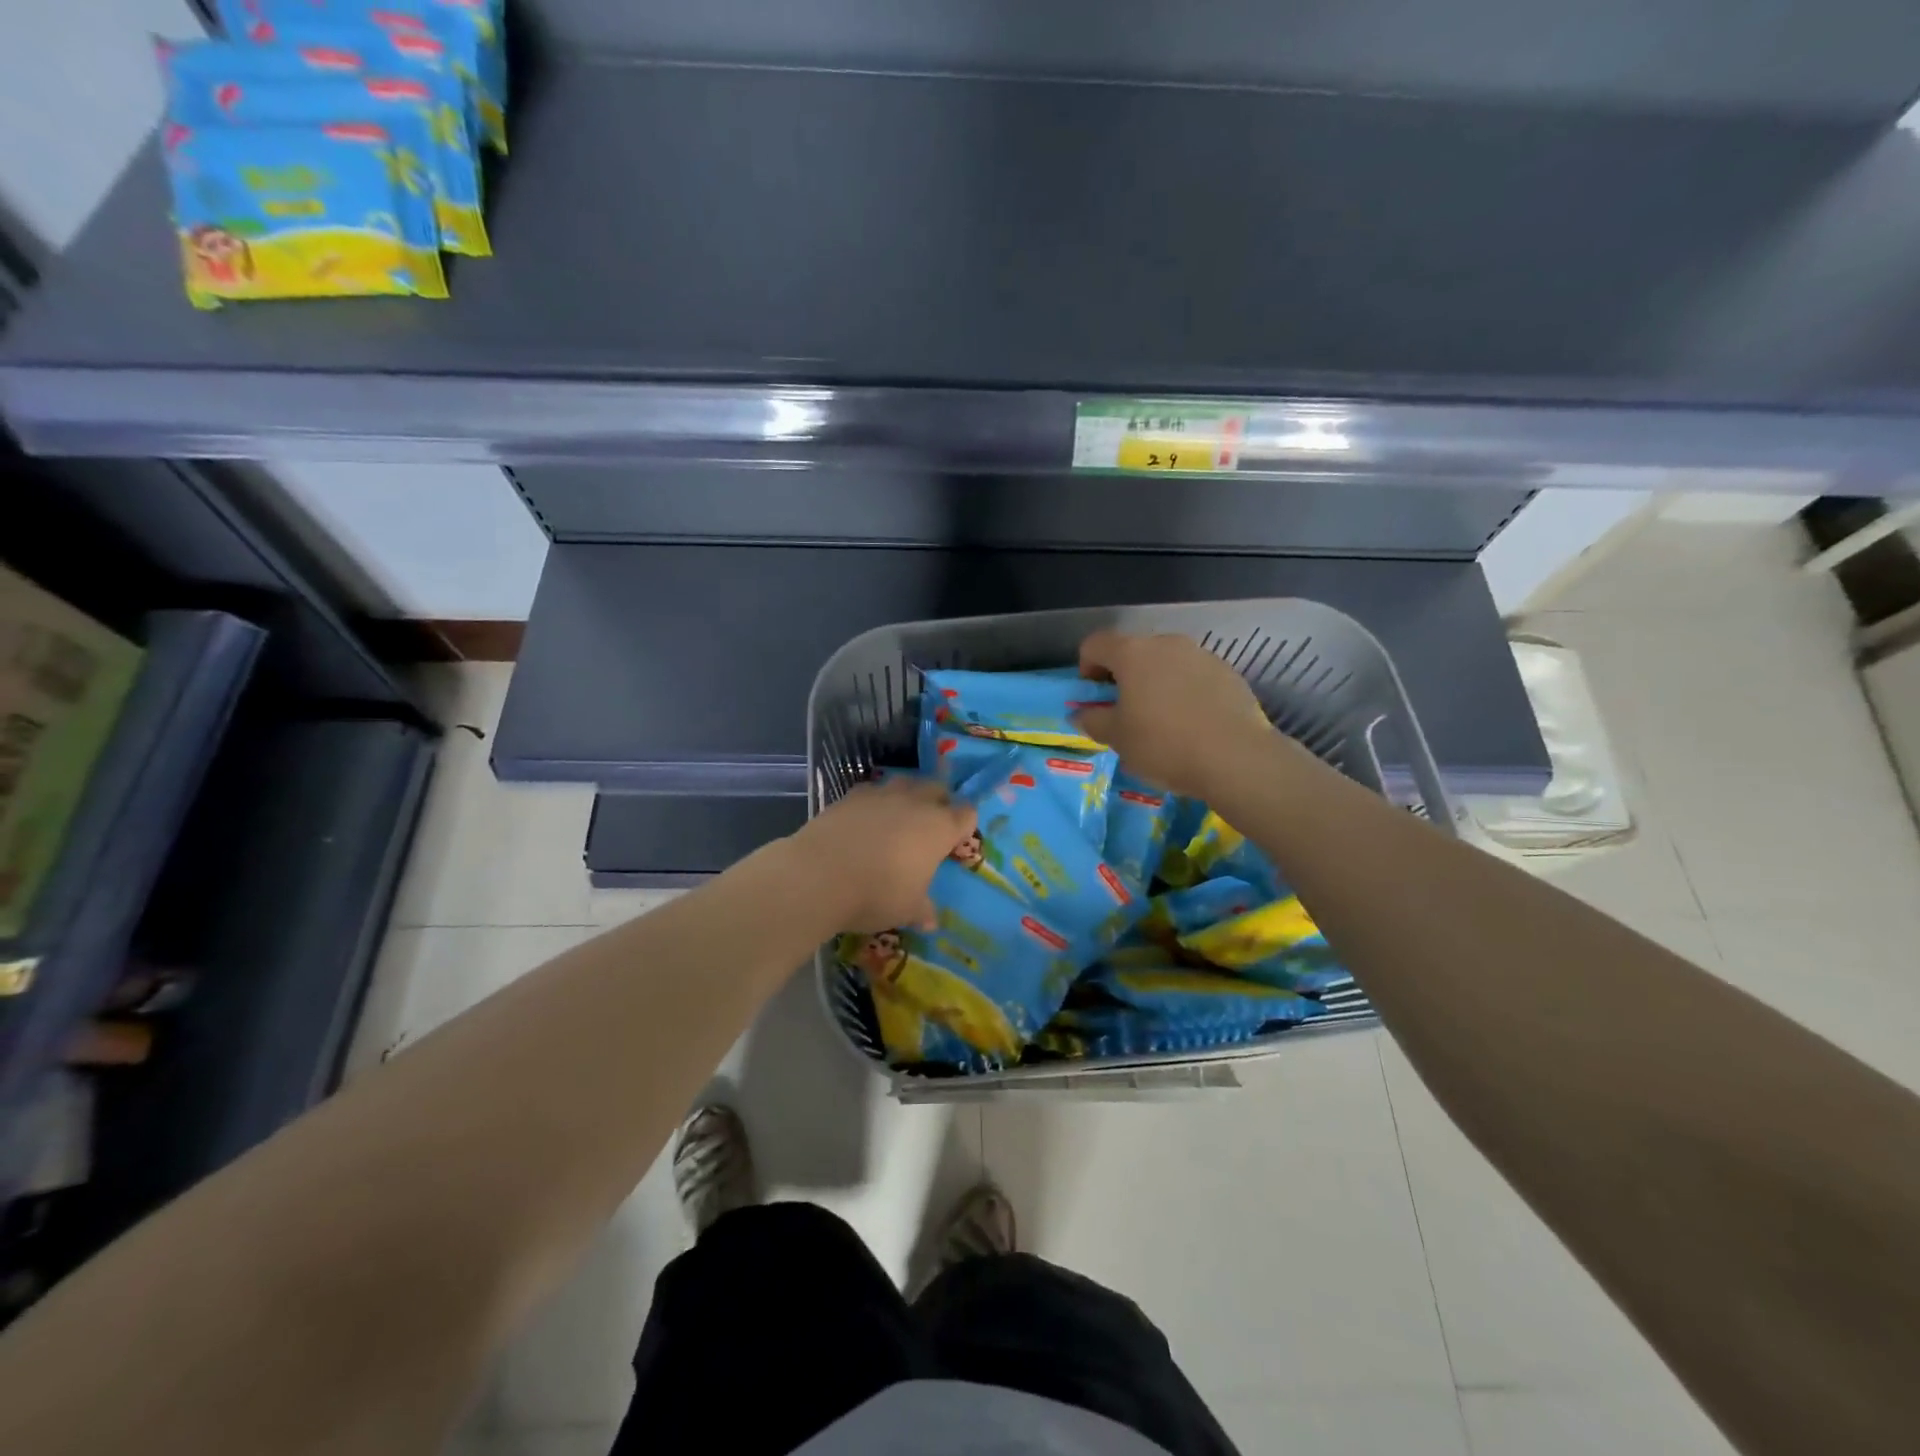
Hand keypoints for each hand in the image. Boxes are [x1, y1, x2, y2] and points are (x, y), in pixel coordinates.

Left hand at [791, 777, 976, 932]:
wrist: (819, 875)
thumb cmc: (877, 894)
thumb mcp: (906, 910)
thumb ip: (922, 910)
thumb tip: (930, 920)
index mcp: (939, 827)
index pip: (966, 814)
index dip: (964, 826)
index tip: (955, 843)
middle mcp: (915, 803)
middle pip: (937, 789)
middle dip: (939, 803)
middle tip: (930, 827)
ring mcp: (882, 794)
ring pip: (905, 783)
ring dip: (907, 796)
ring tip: (898, 819)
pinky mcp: (851, 795)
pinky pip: (872, 791)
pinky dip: (874, 803)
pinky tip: (864, 821)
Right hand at [1074, 631, 1275, 797]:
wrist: (1235, 758)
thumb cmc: (1164, 744)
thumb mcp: (1117, 738)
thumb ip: (1093, 720)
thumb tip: (1082, 713)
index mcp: (1132, 653)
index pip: (1095, 644)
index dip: (1086, 668)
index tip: (1093, 698)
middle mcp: (1167, 643)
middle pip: (1133, 651)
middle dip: (1123, 677)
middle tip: (1125, 712)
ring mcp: (1201, 655)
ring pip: (1166, 663)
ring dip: (1155, 683)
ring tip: (1161, 720)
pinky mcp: (1228, 673)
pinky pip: (1194, 676)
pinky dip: (1184, 692)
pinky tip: (1191, 724)